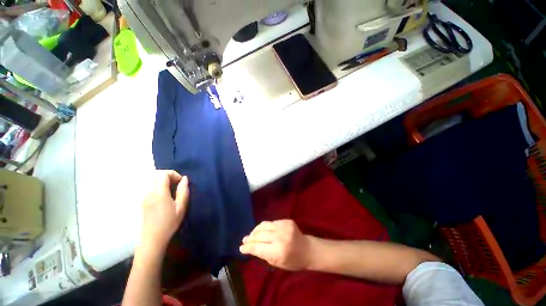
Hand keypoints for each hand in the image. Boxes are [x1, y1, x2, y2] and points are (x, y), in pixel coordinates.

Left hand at [141, 170, 189, 249]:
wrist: (152, 238)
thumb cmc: (169, 223)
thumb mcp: (181, 207)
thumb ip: (183, 191)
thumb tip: (185, 179)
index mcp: (159, 193)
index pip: (163, 174)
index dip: (174, 174)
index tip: (181, 182)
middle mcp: (149, 192)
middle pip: (156, 174)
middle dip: (168, 175)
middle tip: (177, 184)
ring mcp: (143, 196)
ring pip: (151, 179)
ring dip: (162, 179)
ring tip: (171, 188)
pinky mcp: (142, 200)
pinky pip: (149, 186)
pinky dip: (157, 184)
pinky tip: (164, 194)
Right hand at [240, 220, 311, 270]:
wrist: (308, 249)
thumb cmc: (293, 261)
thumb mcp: (276, 263)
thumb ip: (262, 254)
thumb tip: (249, 247)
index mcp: (278, 251)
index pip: (258, 247)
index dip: (248, 247)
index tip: (241, 248)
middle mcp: (280, 236)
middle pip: (259, 235)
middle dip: (250, 238)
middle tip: (244, 240)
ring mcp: (284, 226)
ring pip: (264, 225)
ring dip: (255, 230)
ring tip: (251, 235)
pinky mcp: (286, 220)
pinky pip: (271, 222)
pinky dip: (265, 227)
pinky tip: (262, 230)